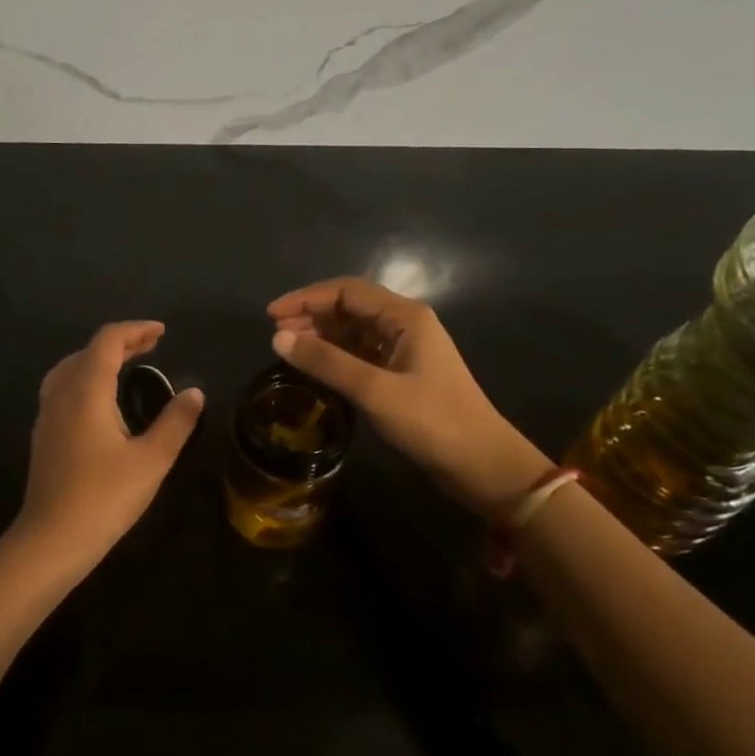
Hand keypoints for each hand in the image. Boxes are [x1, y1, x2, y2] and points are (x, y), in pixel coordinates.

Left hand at [16, 321, 204, 562]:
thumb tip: (195, 393)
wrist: (51, 540)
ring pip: (70, 368)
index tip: (162, 333)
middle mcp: (61, 393)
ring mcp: (47, 415)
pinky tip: (100, 401)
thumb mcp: (152, 459)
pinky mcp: (43, 435)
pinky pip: (62, 388)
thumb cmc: (105, 497)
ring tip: (126, 365)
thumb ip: (176, 422)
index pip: (108, 341)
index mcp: (86, 390)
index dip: (135, 331)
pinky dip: (85, 378)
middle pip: (88, 351)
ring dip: (99, 359)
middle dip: (120, 343)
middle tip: (151, 346)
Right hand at [267, 278, 547, 515]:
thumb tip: (278, 338)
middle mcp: (406, 325)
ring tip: (289, 349)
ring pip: (355, 331)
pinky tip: (316, 367)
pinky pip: (362, 353)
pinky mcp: (404, 374)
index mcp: (405, 316)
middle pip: (350, 307)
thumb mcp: (374, 390)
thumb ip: (326, 362)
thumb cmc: (432, 421)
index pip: (346, 291)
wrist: (483, 465)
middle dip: (311, 316)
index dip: (306, 298)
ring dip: (322, 336)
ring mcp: (406, 350)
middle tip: (276, 335)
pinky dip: (336, 356)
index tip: (271, 316)